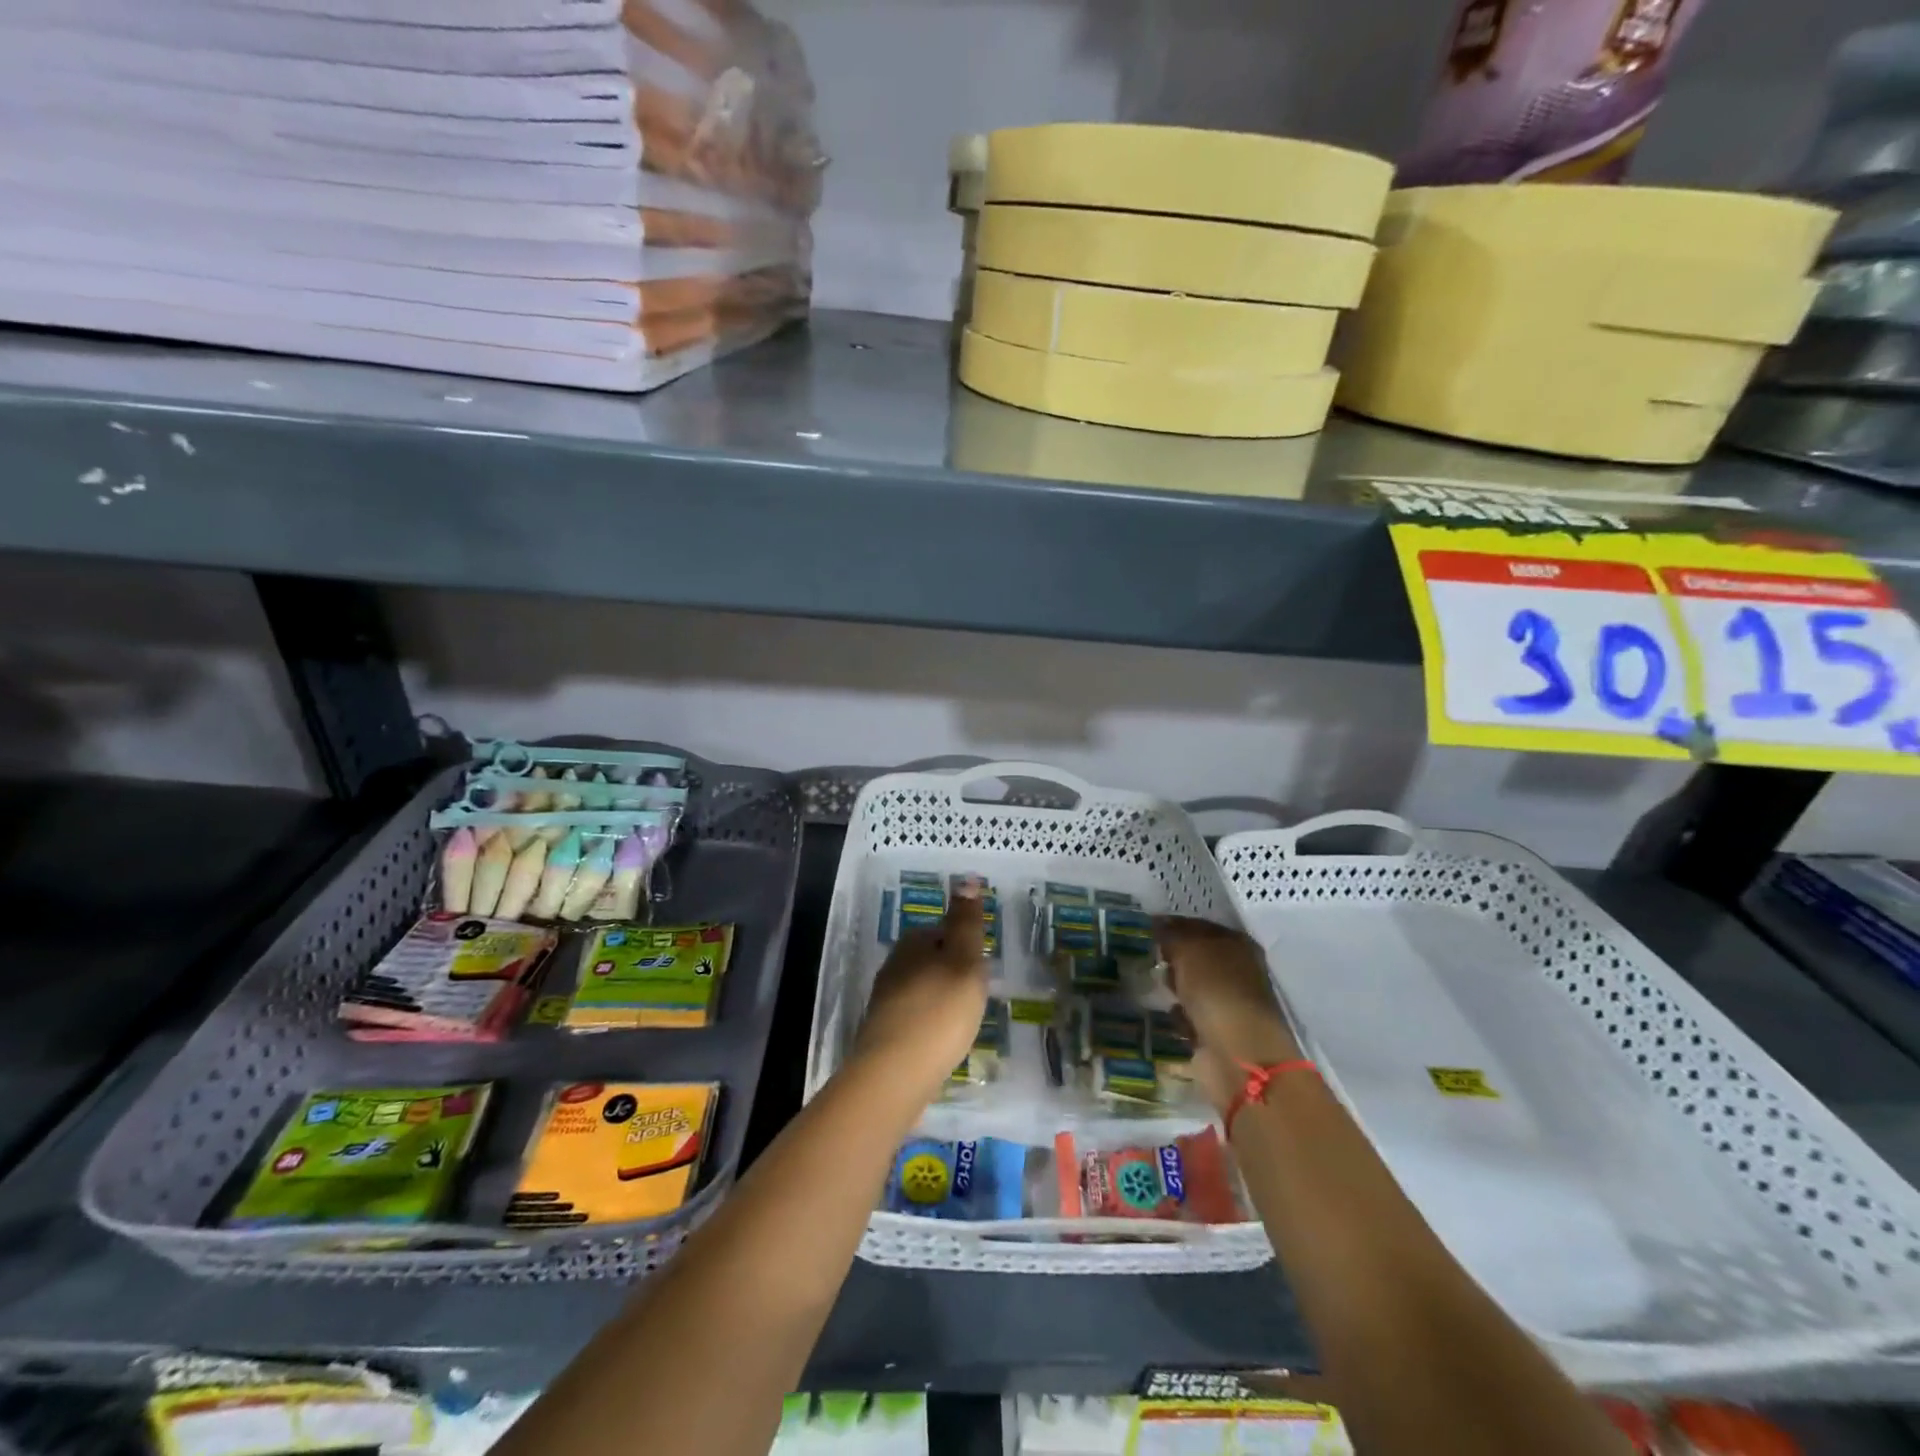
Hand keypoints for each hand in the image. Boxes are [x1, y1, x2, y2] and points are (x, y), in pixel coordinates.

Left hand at [852, 891, 990, 1103]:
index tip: (982, 969)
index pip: (943, 931)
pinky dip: (931, 1023)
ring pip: (922, 988)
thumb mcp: (964, 960)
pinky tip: (943, 1040)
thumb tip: (967, 878)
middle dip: (953, 973)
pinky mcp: (884, 1031)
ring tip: (964, 1020)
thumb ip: (966, 922)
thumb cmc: (940, 1010)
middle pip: (931, 960)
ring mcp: (885, 999)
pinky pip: (915, 1016)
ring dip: (942, 999)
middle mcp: (894, 964)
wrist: (895, 1072)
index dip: (965, 947)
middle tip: (977, 996)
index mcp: (913, 943)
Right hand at [1155, 915, 1300, 1112]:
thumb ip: (1172, 934)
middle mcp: (1237, 970)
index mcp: (1237, 943)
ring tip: (1153, 983)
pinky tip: (1169, 1013)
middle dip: (1172, 957)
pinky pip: (1191, 1014)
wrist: (1236, 1052)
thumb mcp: (1189, 950)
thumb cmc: (1216, 989)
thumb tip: (1158, 923)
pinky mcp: (1218, 1030)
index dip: (1173, 925)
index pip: (1199, 926)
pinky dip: (1180, 1014)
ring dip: (1175, 986)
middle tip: (1146, 954)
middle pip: (1197, 956)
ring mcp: (1229, 1002)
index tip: (1146, 927)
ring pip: (1193, 985)